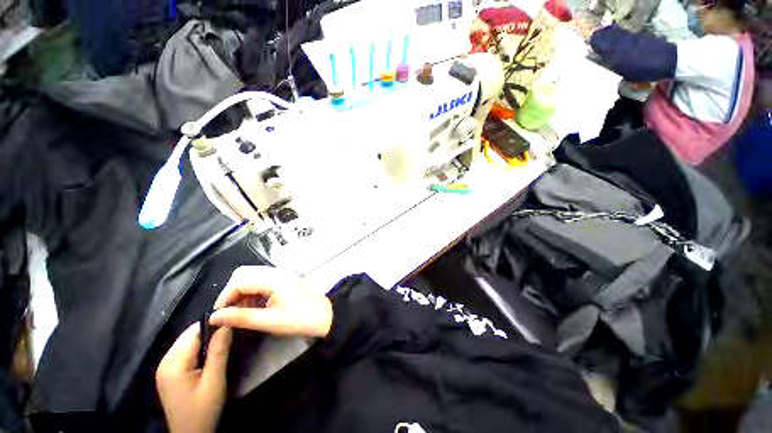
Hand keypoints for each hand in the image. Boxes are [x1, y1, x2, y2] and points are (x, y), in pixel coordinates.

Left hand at [156, 324, 231, 432]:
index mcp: (173, 362)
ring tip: (224, 343)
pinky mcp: (169, 373)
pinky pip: (185, 351)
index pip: (194, 331)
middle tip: (231, 334)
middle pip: (190, 335)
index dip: (215, 324)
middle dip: (211, 331)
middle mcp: (165, 361)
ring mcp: (165, 367)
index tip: (233, 322)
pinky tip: (210, 356)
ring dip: (206, 340)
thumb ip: (219, 351)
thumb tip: (227, 323)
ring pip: (188, 341)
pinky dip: (199, 348)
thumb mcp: (214, 381)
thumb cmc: (203, 410)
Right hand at [209, 266, 332, 337]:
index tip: (219, 315)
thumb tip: (214, 317)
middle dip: (232, 292)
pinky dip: (252, 292)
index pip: (239, 280)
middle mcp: (275, 272)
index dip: (224, 297)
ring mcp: (280, 274)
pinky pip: (261, 281)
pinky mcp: (283, 280)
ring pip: (251, 277)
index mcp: (273, 279)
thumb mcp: (270, 321)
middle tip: (230, 313)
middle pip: (243, 274)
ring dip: (242, 293)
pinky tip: (254, 307)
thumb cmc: (300, 319)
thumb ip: (241, 317)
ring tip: (243, 312)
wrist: (325, 315)